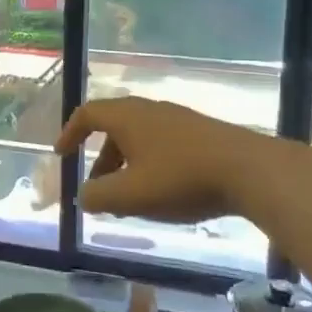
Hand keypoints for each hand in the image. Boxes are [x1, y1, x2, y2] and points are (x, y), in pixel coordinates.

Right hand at [54, 97, 271, 224]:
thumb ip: (97, 197)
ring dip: (126, 166)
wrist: (249, 170)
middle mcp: (150, 110)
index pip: (87, 113)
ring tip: (130, 201)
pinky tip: (163, 194)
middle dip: (101, 160)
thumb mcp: (130, 195)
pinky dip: (150, 166)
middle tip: (98, 189)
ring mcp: (178, 119)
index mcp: (127, 116)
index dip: (70, 133)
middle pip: (114, 128)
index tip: (62, 156)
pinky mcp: (201, 133)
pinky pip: (162, 144)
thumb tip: (83, 195)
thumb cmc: (181, 179)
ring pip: (140, 139)